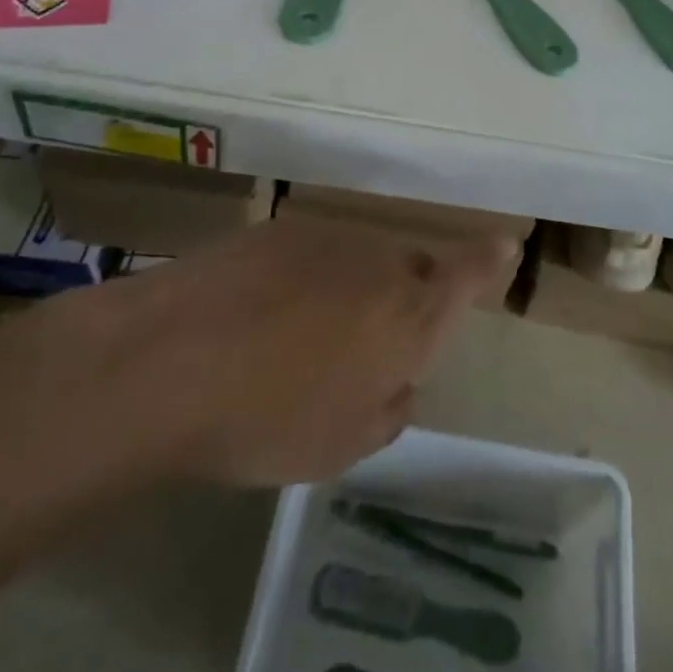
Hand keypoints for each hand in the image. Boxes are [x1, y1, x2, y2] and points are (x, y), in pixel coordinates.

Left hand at [0, 215, 513, 495]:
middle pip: (413, 269)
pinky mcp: (277, 227)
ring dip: (352, 291)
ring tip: (304, 340)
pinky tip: (263, 317)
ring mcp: (327, 235)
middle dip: (406, 299)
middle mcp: (381, 259)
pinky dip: (308, 279)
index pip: (469, 273)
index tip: (504, 245)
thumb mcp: (343, 444)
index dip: (489, 261)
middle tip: (370, 347)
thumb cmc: (268, 416)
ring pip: (362, 260)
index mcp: (411, 311)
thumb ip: (388, 406)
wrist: (168, 359)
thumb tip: (395, 381)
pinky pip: (316, 252)